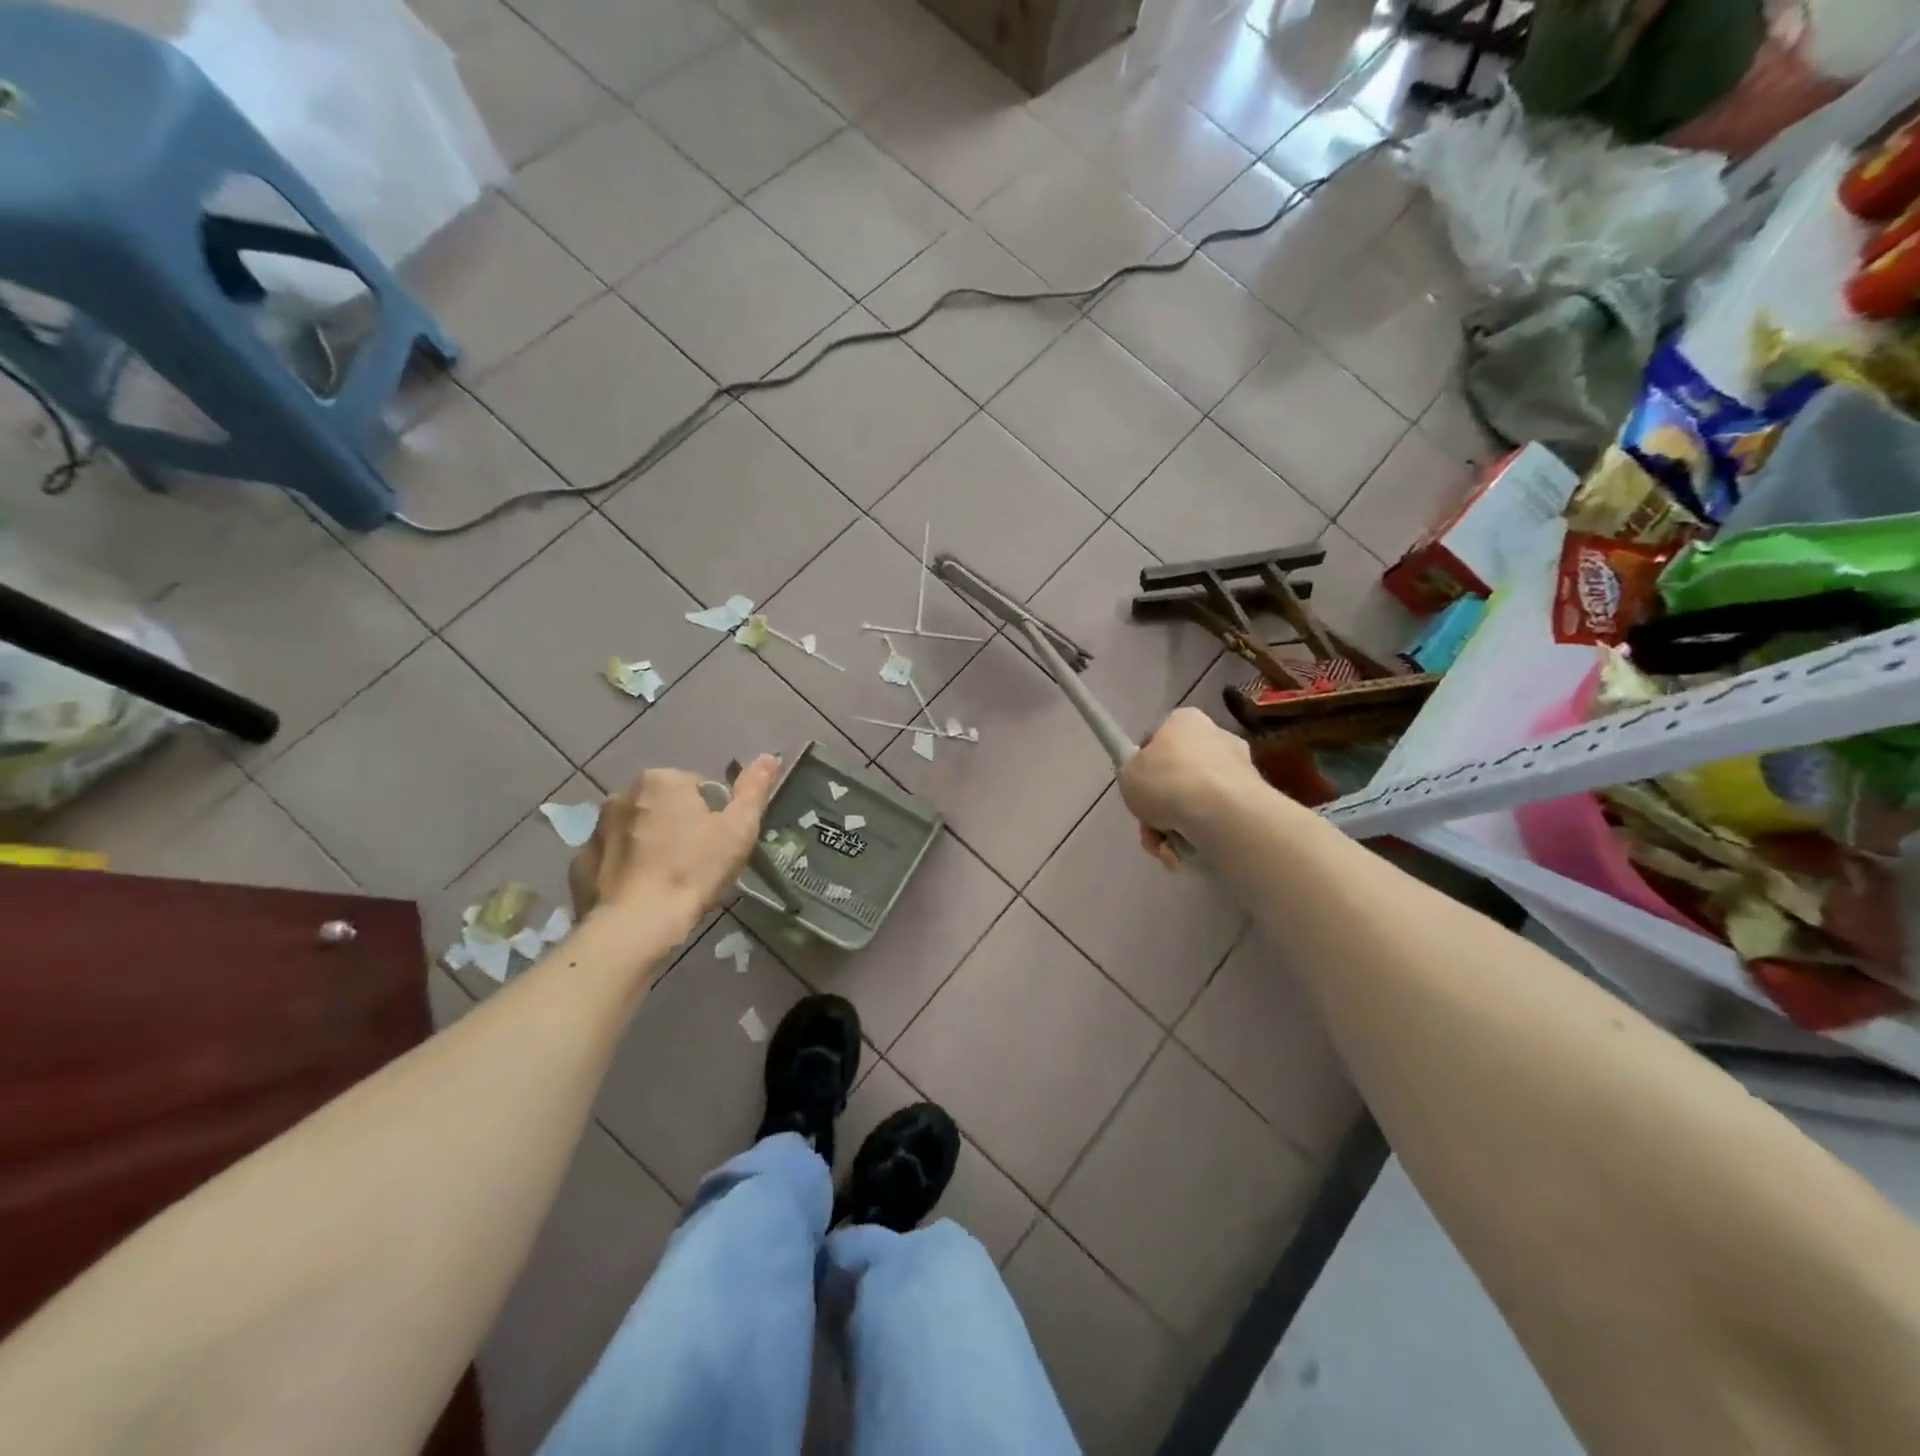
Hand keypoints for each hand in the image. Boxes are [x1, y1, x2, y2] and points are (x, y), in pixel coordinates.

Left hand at [569, 756, 779, 928]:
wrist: (634, 925)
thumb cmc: (693, 871)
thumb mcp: (738, 830)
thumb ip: (754, 790)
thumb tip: (769, 756)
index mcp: (663, 780)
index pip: (698, 788)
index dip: (713, 816)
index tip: (716, 845)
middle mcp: (623, 793)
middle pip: (664, 806)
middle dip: (679, 826)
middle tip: (695, 863)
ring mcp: (596, 828)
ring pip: (636, 829)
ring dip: (650, 844)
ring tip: (667, 880)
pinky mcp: (579, 861)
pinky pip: (612, 857)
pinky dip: (625, 868)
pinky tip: (640, 892)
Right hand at [1119, 708, 1257, 868]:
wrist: (1220, 812)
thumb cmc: (1167, 781)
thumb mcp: (1127, 773)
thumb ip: (1134, 773)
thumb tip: (1148, 779)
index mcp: (1185, 721)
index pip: (1157, 741)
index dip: (1143, 768)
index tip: (1137, 791)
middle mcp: (1217, 738)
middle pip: (1177, 776)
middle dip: (1161, 807)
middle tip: (1149, 827)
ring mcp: (1239, 770)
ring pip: (1195, 802)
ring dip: (1175, 828)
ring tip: (1166, 848)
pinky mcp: (1254, 801)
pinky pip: (1215, 820)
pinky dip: (1198, 838)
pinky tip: (1186, 854)